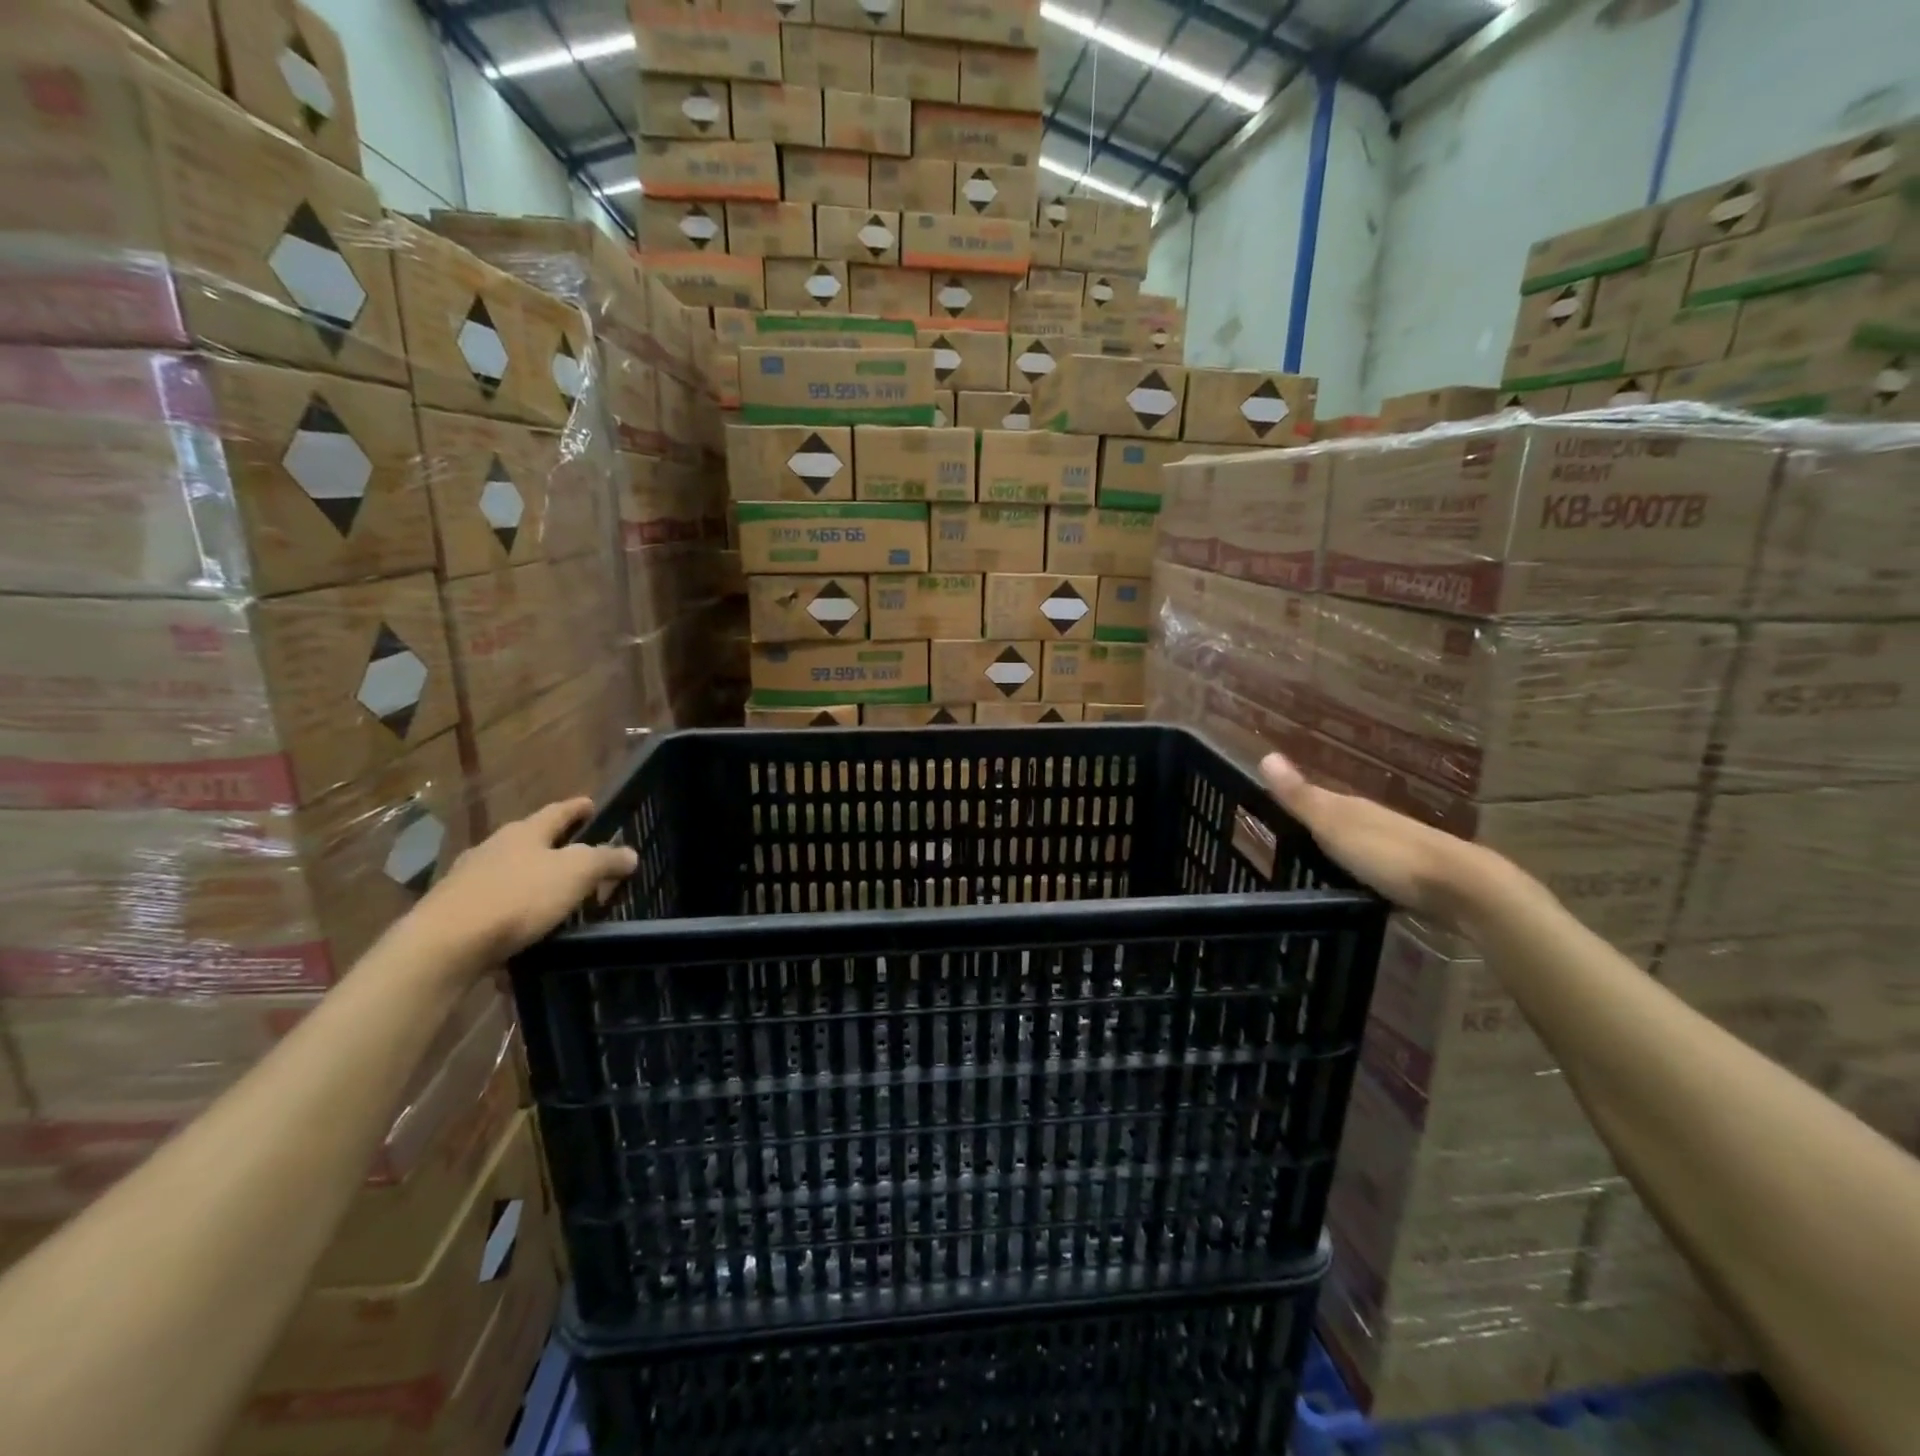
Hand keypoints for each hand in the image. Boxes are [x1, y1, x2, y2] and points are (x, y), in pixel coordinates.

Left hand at [416, 799, 638, 962]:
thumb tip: (629, 853)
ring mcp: (468, 879)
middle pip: (529, 839)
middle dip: (553, 844)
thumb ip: (605, 860)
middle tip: (577, 852)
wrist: (444, 944)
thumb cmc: (518, 897)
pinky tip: (523, 927)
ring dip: (531, 878)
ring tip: (552, 893)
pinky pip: (493, 904)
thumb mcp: (576, 874)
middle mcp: (494, 848)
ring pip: (509, 871)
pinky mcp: (453, 911)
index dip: (577, 808)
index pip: (557, 812)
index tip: (590, 804)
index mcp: (525, 832)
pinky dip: (512, 909)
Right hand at [1259, 753, 1499, 925]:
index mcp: (1354, 808)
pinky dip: (1364, 876)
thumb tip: (1265, 755)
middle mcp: (1376, 823)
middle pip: (1341, 821)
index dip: (1295, 803)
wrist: (1462, 888)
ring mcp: (1399, 850)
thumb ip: (1301, 797)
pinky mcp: (1415, 879)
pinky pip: (1378, 871)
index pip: (1318, 799)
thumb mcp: (1334, 825)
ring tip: (1315, 871)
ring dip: (1342, 854)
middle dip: (1318, 829)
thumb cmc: (1388, 853)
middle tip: (1286, 846)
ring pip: (1361, 846)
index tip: (1269, 815)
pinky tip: (1355, 890)